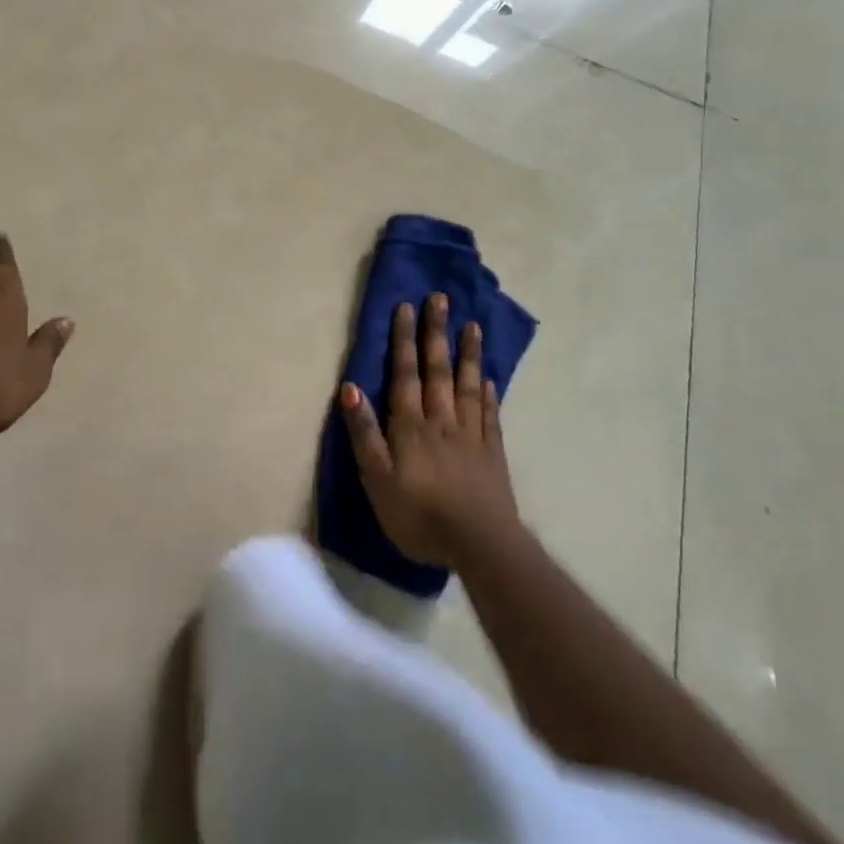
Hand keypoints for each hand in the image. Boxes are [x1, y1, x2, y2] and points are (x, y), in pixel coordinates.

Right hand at [339, 293, 519, 566]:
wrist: (480, 545)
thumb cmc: (419, 515)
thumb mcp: (377, 479)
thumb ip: (364, 433)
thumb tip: (350, 387)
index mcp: (411, 426)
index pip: (405, 374)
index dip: (404, 340)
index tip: (407, 307)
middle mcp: (442, 420)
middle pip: (438, 370)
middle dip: (436, 333)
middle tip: (441, 299)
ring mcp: (471, 435)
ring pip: (468, 385)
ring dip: (467, 353)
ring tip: (472, 325)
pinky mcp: (492, 453)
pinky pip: (489, 414)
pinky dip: (489, 392)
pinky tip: (489, 377)